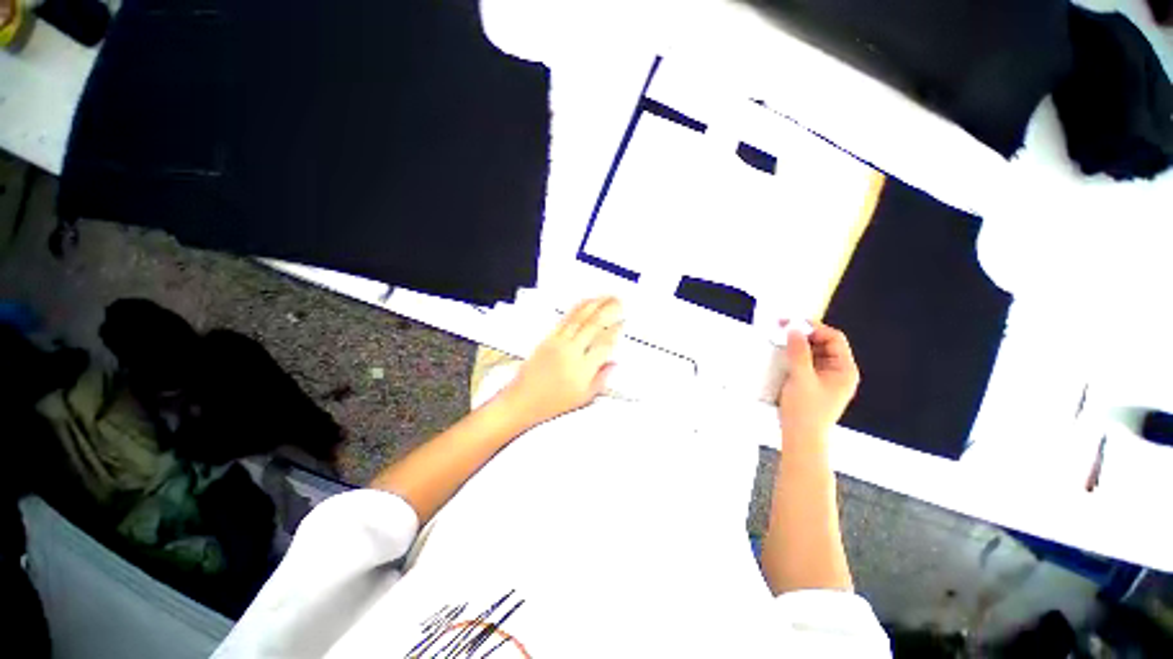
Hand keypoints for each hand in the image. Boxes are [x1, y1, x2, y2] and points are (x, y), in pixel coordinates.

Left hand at [499, 296, 622, 426]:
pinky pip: (565, 319)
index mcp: (583, 369)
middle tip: (619, 301)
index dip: (616, 331)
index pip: (604, 344)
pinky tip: (585, 302)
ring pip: (580, 318)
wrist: (523, 400)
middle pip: (593, 325)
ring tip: (606, 296)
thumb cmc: (552, 403)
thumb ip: (601, 379)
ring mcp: (559, 343)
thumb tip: (614, 364)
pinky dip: (577, 308)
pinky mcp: (548, 338)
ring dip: (595, 305)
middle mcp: (572, 352)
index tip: (623, 323)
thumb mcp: (583, 398)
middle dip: (609, 310)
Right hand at [778, 321, 859, 442]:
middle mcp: (838, 371)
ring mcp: (825, 378)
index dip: (814, 328)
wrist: (800, 438)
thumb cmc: (805, 409)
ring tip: (779, 340)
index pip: (834, 338)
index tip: (791, 323)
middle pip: (824, 344)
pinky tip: (781, 354)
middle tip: (781, 329)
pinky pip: (806, 363)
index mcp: (844, 369)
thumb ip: (798, 352)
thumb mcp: (801, 378)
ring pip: (813, 352)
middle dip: (804, 335)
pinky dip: (794, 356)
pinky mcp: (813, 383)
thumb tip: (794, 329)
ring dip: (797, 345)